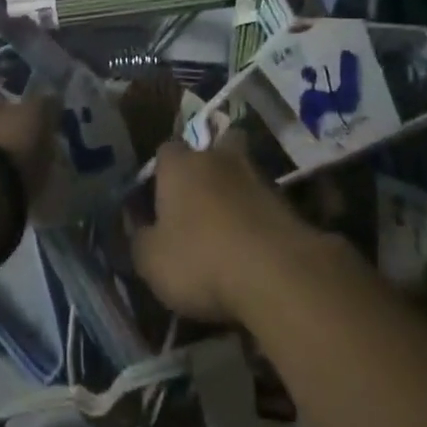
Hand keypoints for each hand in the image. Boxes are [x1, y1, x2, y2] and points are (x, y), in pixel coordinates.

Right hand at [127, 133, 314, 323]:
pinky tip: (251, 246)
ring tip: (226, 229)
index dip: (159, 173)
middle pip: (212, 150)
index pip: (164, 151)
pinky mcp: (288, 205)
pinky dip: (256, 218)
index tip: (156, 200)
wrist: (277, 276)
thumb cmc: (200, 260)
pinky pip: (263, 204)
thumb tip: (138, 226)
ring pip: (241, 174)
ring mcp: (258, 178)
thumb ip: (139, 238)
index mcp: (180, 165)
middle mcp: (218, 159)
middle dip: (205, 168)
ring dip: (234, 194)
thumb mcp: (150, 260)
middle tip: (197, 202)